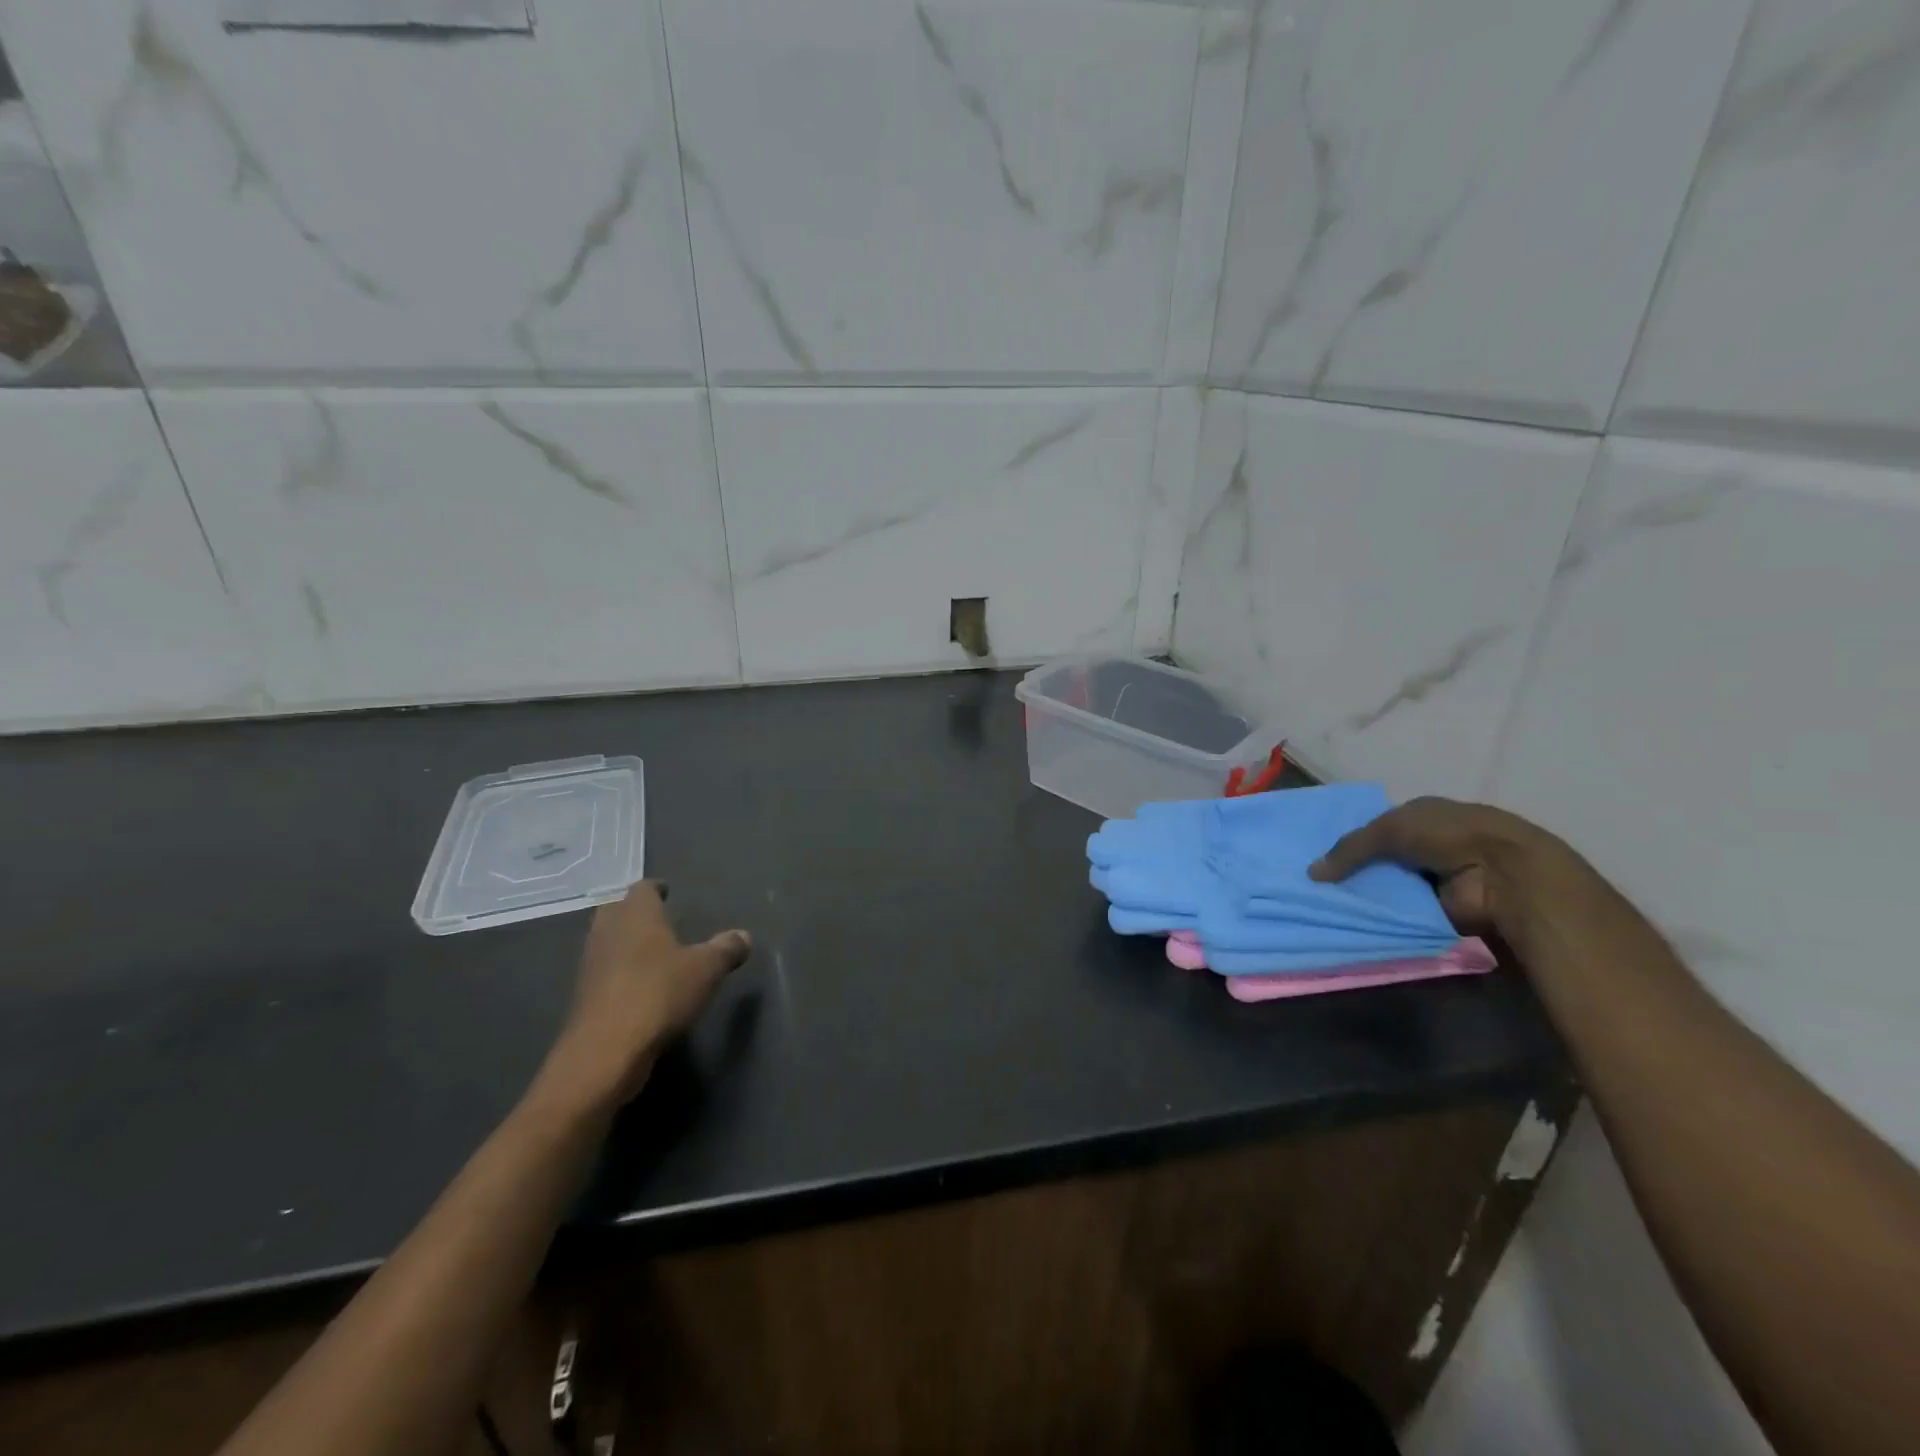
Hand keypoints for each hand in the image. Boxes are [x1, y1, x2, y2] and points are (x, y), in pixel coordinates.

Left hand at [539, 883, 751, 1112]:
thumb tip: (744, 936)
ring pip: (608, 941)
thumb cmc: (659, 994)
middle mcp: (609, 931)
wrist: (606, 1051)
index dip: (656, 889)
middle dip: (635, 913)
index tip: (668, 892)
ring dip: (625, 943)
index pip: (643, 888)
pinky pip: (604, 972)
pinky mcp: (584, 997)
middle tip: (659, 920)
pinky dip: (619, 972)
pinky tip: (639, 986)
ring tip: (652, 953)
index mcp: (636, 914)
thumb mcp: (707, 970)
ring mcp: (591, 965)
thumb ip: (726, 949)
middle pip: (617, 911)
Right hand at [1308, 796, 1568, 935]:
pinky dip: (1383, 917)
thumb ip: (1349, 849)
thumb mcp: (1389, 829)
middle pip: (1381, 859)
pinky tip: (1352, 921)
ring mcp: (1436, 878)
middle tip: (1315, 885)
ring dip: (1367, 895)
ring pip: (1389, 887)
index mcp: (1422, 816)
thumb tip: (1312, 873)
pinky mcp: (1440, 910)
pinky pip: (1402, 913)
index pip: (1378, 827)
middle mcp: (1429, 845)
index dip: (1352, 841)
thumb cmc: (1447, 835)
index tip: (1322, 856)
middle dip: (1354, 870)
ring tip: (1325, 906)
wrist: (1502, 874)